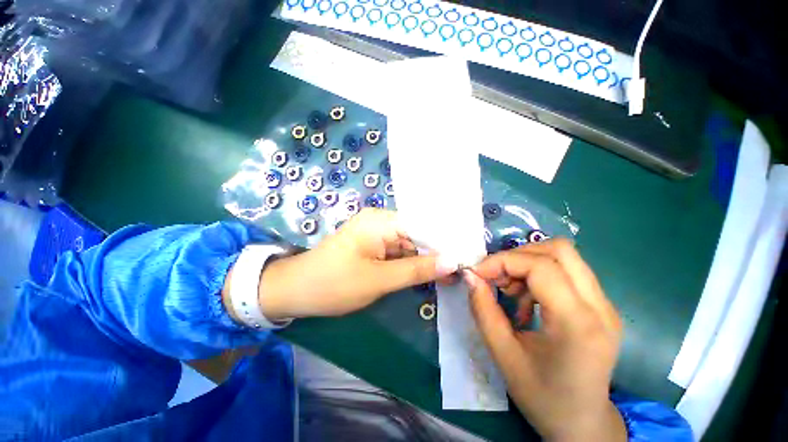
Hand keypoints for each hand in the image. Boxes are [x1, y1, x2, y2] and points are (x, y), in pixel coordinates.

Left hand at [257, 208, 455, 319]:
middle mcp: (380, 221)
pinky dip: (411, 263)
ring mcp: (376, 233)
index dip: (445, 241)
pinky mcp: (373, 245)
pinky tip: (428, 274)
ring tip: (451, 275)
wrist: (295, 291)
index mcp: (381, 221)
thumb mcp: (378, 279)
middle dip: (437, 253)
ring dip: (425, 260)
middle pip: (417, 235)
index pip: (423, 225)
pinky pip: (398, 252)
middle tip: (461, 271)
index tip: (466, 256)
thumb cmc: (334, 284)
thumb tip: (452, 262)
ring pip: (409, 245)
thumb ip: (416, 270)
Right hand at [463, 239, 625, 441]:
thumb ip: (483, 309)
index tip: (477, 273)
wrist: (583, 424)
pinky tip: (526, 300)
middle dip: (517, 256)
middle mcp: (600, 307)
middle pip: (559, 250)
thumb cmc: (542, 397)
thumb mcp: (503, 355)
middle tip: (495, 277)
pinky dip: (538, 274)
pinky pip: (566, 271)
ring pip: (563, 256)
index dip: (502, 261)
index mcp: (578, 323)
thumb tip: (470, 276)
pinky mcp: (601, 306)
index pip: (540, 266)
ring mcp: (605, 304)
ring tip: (509, 291)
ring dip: (527, 264)